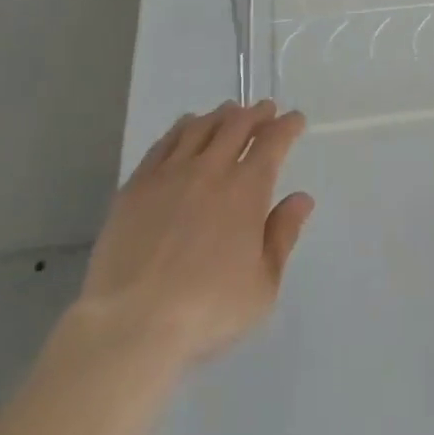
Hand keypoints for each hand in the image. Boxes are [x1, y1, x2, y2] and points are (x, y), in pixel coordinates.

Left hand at [77, 100, 313, 367]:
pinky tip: (186, 127)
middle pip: (237, 125)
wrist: (131, 324)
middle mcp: (211, 169)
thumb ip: (283, 236)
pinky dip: (182, 127)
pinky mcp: (137, 184)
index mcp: (246, 189)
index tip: (295, 119)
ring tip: (229, 112)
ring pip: (201, 127)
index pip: (273, 142)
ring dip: (220, 115)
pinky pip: (165, 142)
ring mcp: (170, 173)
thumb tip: (301, 198)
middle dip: (256, 113)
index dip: (287, 126)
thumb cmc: (206, 310)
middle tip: (265, 110)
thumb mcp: (262, 286)